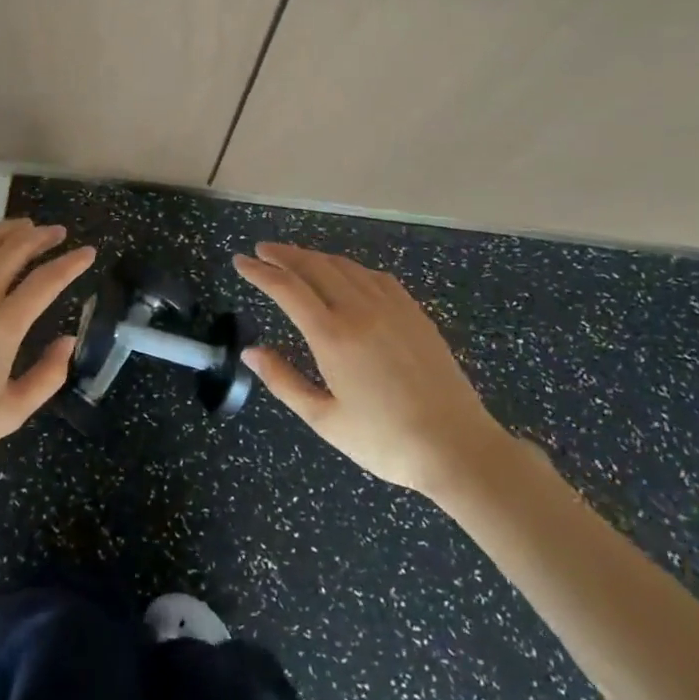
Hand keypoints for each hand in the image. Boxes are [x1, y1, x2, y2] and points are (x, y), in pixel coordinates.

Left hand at [0, 219, 94, 469]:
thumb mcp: (11, 413)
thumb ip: (49, 376)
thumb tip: (69, 340)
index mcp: (2, 326)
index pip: (47, 280)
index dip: (72, 262)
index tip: (88, 252)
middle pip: (16, 249)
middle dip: (43, 236)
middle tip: (57, 233)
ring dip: (7, 229)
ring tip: (24, 227)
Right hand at [233, 242, 512, 500]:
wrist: (458, 448)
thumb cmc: (385, 441)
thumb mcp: (324, 419)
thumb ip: (283, 381)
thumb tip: (251, 351)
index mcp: (333, 336)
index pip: (287, 288)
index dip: (260, 272)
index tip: (240, 261)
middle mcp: (360, 310)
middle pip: (315, 266)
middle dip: (284, 255)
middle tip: (262, 251)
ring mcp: (392, 308)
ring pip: (345, 266)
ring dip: (315, 257)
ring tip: (296, 259)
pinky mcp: (415, 314)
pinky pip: (375, 277)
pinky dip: (350, 268)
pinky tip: (346, 274)